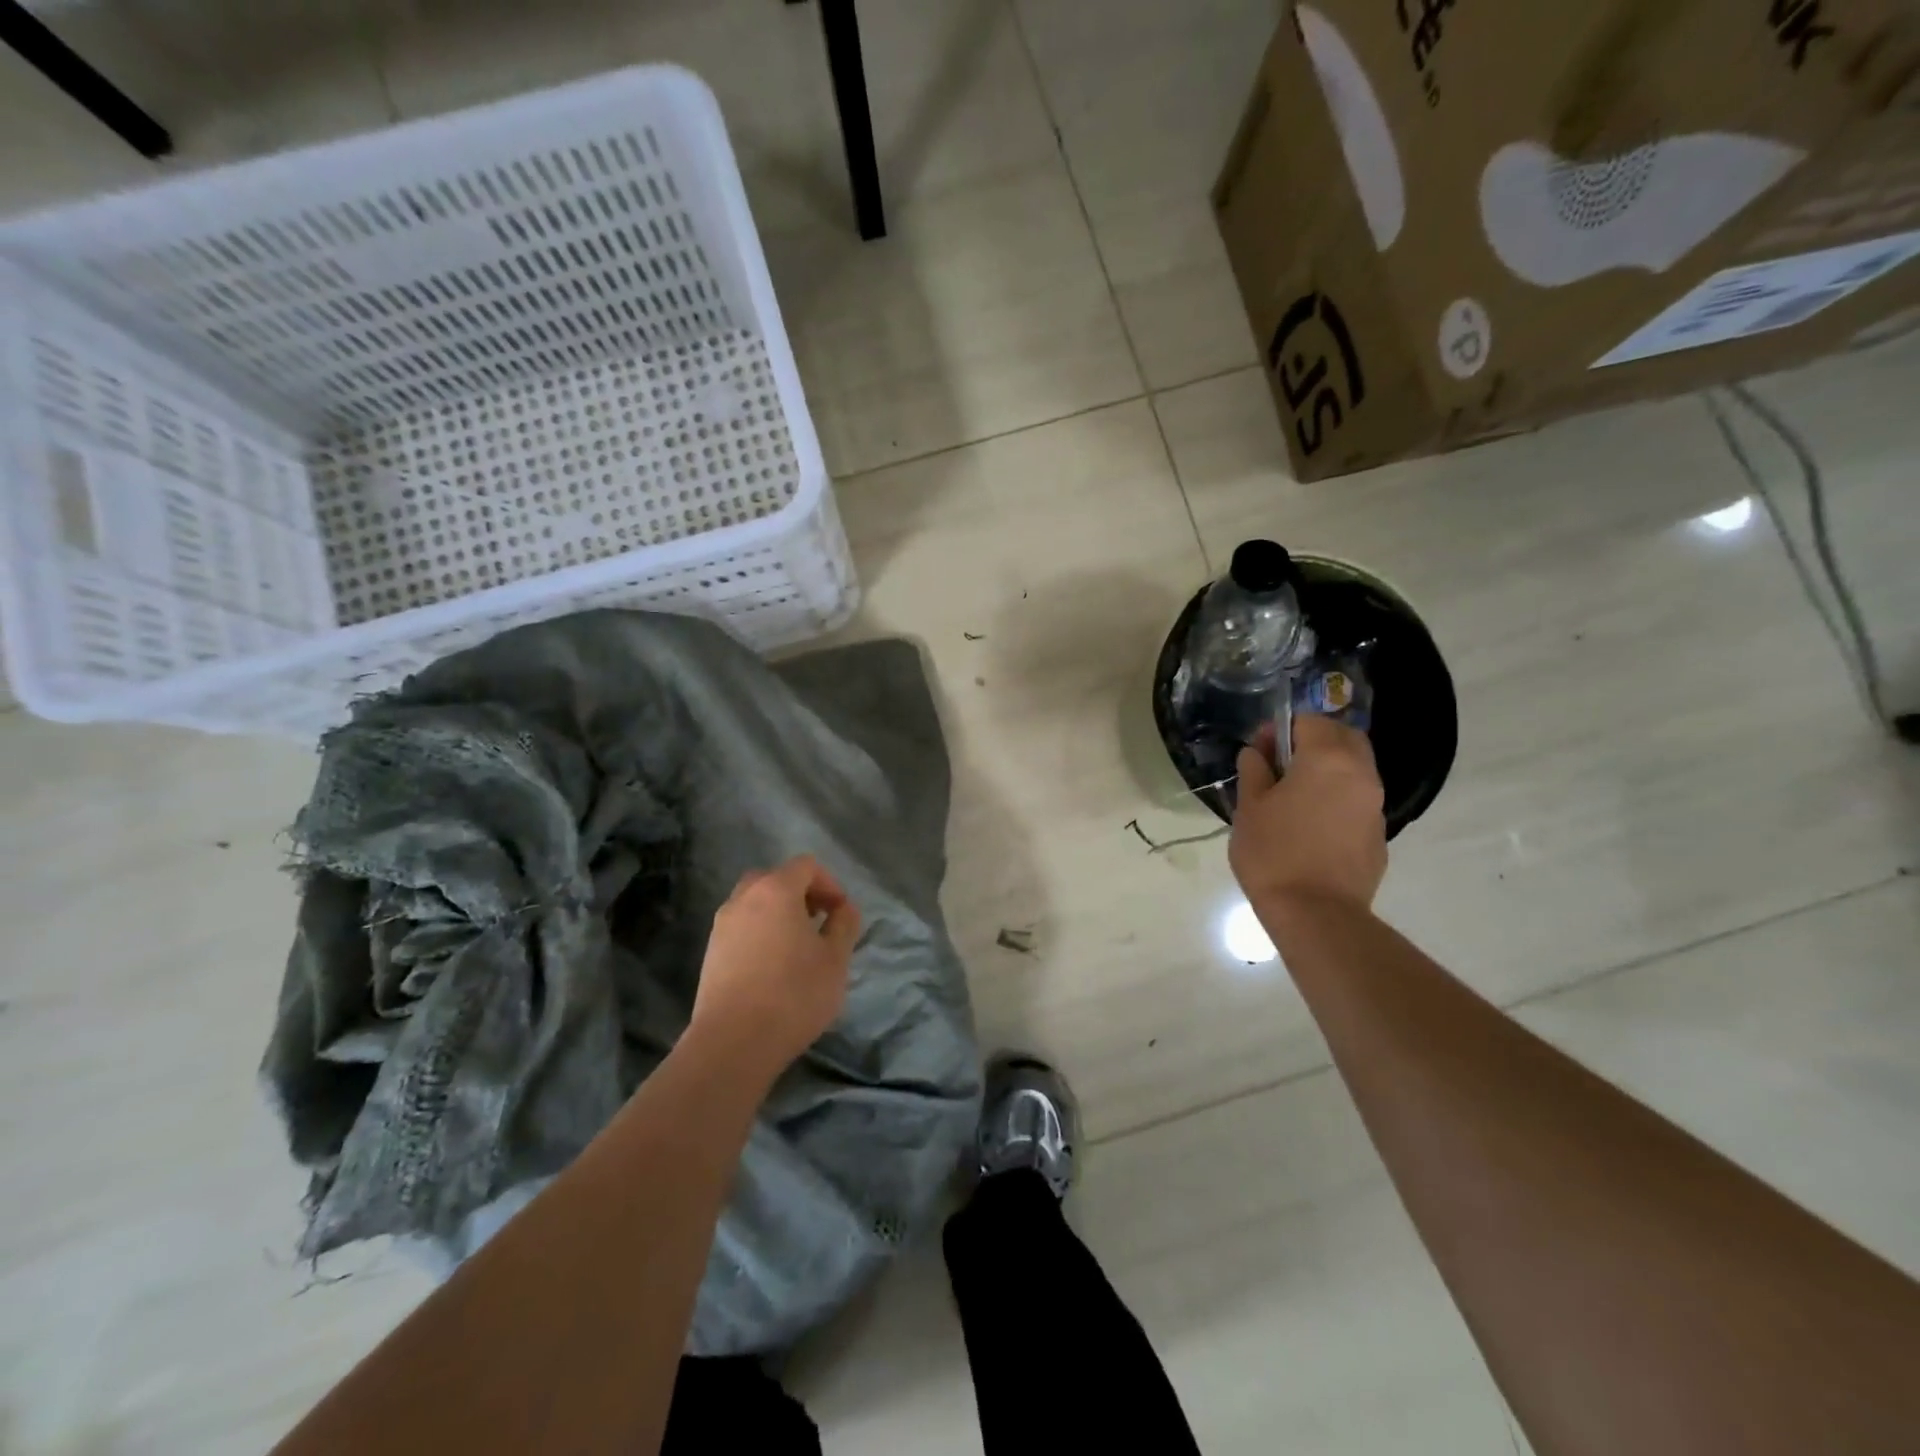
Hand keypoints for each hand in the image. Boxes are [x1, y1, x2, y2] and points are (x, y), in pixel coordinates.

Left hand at [688, 856, 861, 1081]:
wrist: (733, 1042)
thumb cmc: (794, 994)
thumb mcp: (835, 959)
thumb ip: (844, 925)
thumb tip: (844, 909)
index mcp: (776, 890)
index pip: (806, 866)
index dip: (829, 883)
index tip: (841, 913)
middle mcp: (744, 898)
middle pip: (775, 879)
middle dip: (800, 894)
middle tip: (819, 922)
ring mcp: (722, 925)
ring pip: (754, 903)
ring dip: (778, 914)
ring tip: (797, 948)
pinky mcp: (710, 952)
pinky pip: (741, 927)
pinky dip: (759, 933)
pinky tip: (773, 967)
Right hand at [1230, 714, 1387, 916]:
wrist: (1315, 913)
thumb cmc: (1273, 852)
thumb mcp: (1249, 807)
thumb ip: (1253, 770)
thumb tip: (1256, 754)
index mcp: (1327, 758)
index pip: (1309, 721)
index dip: (1280, 730)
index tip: (1259, 753)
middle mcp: (1361, 773)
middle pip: (1343, 738)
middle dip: (1313, 741)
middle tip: (1281, 766)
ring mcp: (1375, 805)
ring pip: (1355, 769)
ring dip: (1328, 770)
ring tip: (1295, 797)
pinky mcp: (1378, 834)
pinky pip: (1358, 800)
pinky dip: (1338, 799)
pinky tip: (1312, 826)